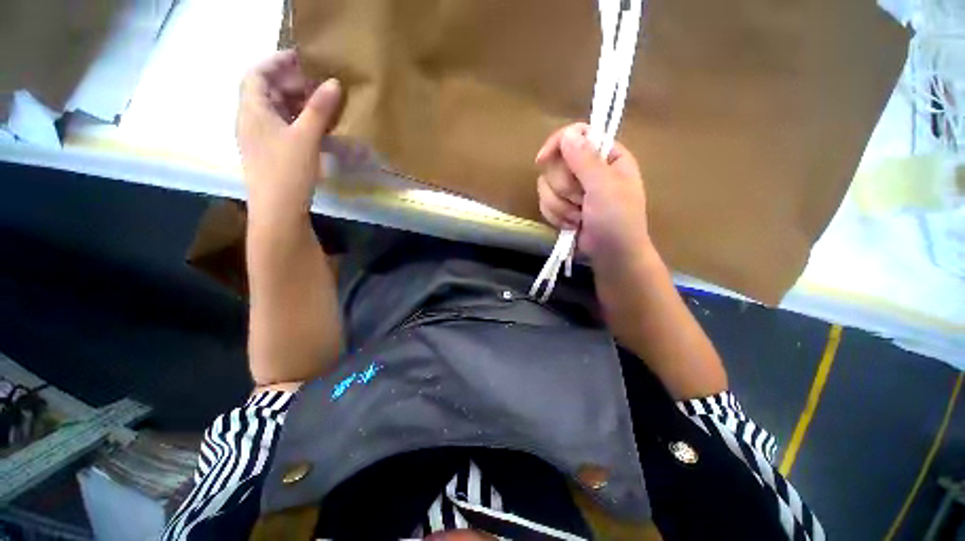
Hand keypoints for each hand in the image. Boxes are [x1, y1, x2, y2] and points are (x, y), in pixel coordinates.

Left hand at [236, 50, 340, 219]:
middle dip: (292, 83)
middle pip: (267, 90)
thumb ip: (319, 109)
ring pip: (277, 110)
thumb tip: (334, 83)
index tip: (302, 58)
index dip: (277, 62)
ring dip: (298, 103)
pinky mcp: (271, 153)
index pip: (257, 73)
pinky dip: (299, 122)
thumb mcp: (305, 138)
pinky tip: (317, 129)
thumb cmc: (286, 172)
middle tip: (320, 83)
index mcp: (252, 110)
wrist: (277, 212)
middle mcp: (251, 120)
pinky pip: (283, 127)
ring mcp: (260, 138)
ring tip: (322, 104)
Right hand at [535, 123, 653, 271]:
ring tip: (579, 218)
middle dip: (565, 188)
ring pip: (546, 186)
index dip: (557, 145)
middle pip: (556, 164)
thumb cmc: (617, 221)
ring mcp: (573, 190)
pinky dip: (557, 216)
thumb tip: (567, 134)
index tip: (541, 160)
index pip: (575, 135)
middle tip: (581, 201)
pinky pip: (545, 204)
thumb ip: (585, 160)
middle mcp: (588, 169)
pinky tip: (571, 225)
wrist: (612, 256)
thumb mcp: (604, 188)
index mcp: (606, 157)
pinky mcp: (563, 207)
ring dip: (561, 207)